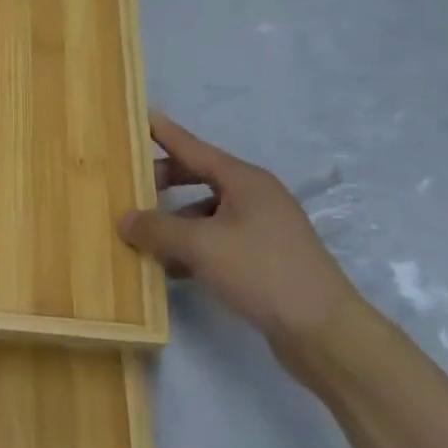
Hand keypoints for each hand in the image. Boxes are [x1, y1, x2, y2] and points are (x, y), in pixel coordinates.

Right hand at [117, 114, 360, 347]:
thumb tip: (124, 218)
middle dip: (163, 181)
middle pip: (199, 177)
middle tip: (129, 185)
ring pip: (206, 213)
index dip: (164, 133)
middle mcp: (255, 197)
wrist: (323, 330)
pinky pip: (217, 240)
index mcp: (244, 180)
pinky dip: (192, 247)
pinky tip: (170, 268)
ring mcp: (262, 228)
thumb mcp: (200, 246)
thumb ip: (157, 228)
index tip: (140, 116)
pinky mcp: (264, 258)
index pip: (194, 147)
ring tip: (143, 237)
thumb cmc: (261, 271)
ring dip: (175, 222)